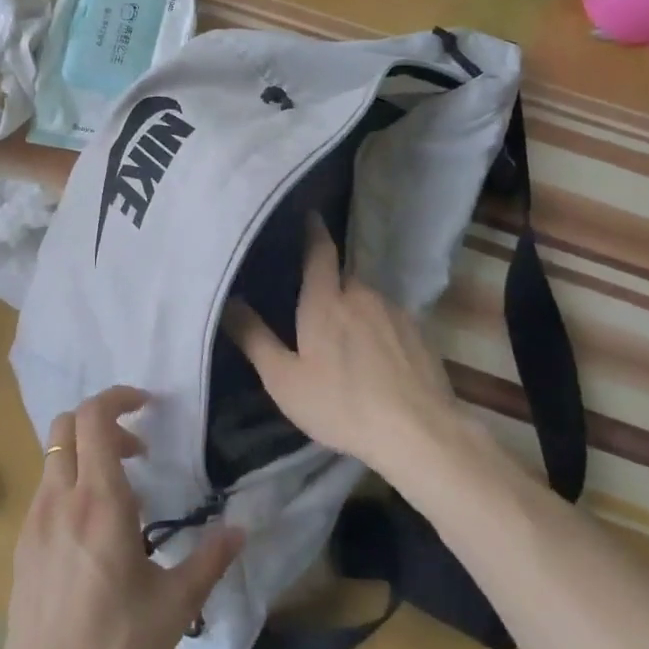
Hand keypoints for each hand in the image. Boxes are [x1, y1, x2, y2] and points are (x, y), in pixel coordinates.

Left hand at [0, 386, 242, 648]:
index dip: (118, 397)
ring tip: (122, 493)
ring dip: (86, 452)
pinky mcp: (23, 544)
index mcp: (99, 502)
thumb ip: (209, 559)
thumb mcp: (174, 606)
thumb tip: (240, 529)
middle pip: (66, 424)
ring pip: (53, 455)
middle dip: (103, 422)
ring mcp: (35, 521)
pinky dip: (70, 482)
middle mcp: (60, 499)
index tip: (147, 405)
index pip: (94, 418)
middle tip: (137, 451)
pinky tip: (95, 530)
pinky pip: (46, 488)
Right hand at [224, 214, 458, 477]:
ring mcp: (395, 313)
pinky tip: (375, 360)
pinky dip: (377, 330)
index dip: (313, 231)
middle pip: (342, 279)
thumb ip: (254, 338)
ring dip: (354, 311)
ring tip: (344, 341)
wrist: (420, 434)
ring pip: (366, 301)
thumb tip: (228, 301)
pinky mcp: (420, 334)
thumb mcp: (284, 379)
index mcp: (326, 300)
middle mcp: (362, 295)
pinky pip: (389, 320)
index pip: (319, 252)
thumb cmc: (341, 404)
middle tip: (312, 306)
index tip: (309, 215)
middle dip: (328, 286)